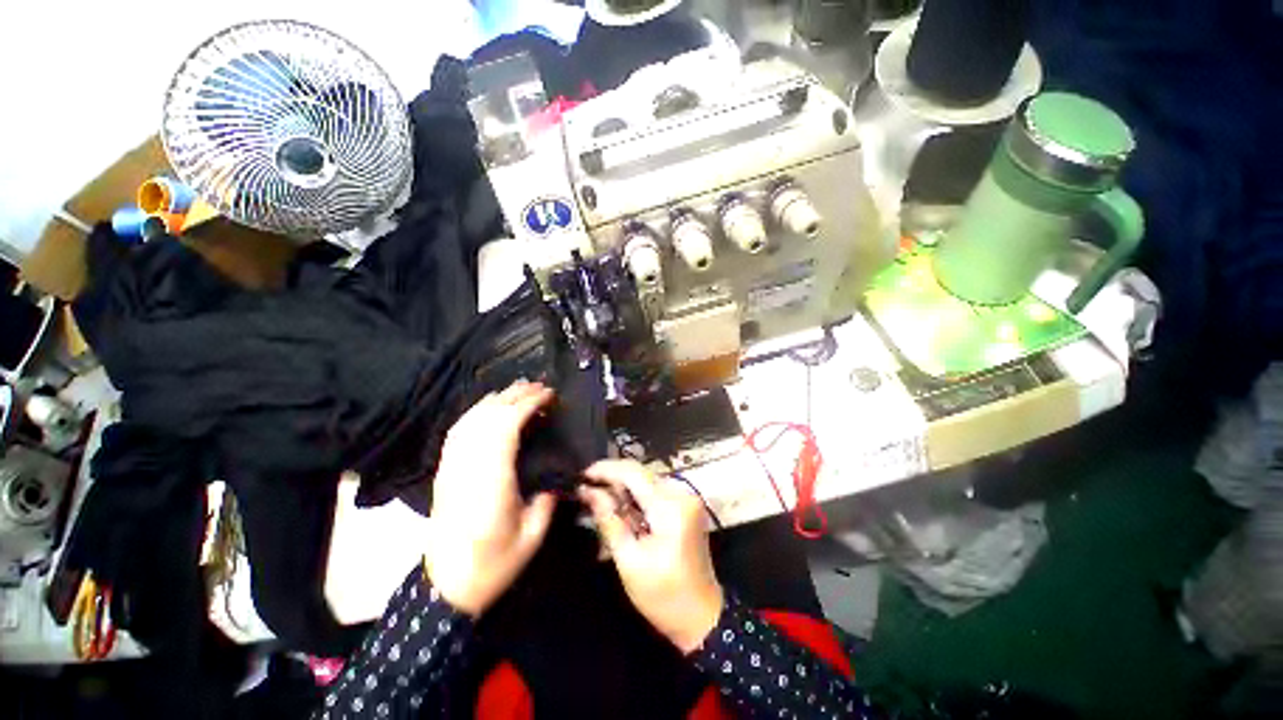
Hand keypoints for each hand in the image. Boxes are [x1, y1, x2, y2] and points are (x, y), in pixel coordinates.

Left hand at [424, 381, 557, 616]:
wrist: (446, 589)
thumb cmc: (493, 565)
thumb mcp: (532, 536)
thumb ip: (547, 501)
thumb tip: (557, 479)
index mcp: (492, 482)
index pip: (506, 428)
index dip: (527, 405)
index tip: (548, 396)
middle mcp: (469, 469)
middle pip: (488, 418)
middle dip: (515, 396)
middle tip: (538, 386)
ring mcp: (453, 469)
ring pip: (471, 421)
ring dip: (495, 400)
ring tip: (517, 390)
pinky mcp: (445, 473)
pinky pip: (457, 433)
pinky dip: (474, 414)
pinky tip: (487, 409)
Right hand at [578, 460, 723, 653]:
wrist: (702, 617)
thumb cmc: (663, 596)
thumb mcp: (629, 561)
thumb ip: (609, 520)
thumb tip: (588, 491)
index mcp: (670, 507)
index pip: (633, 473)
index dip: (606, 469)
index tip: (581, 476)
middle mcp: (681, 494)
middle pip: (640, 474)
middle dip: (612, 480)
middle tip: (586, 492)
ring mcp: (686, 499)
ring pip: (646, 481)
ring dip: (622, 489)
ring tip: (598, 501)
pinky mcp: (686, 506)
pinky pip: (654, 492)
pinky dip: (635, 498)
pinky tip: (620, 510)